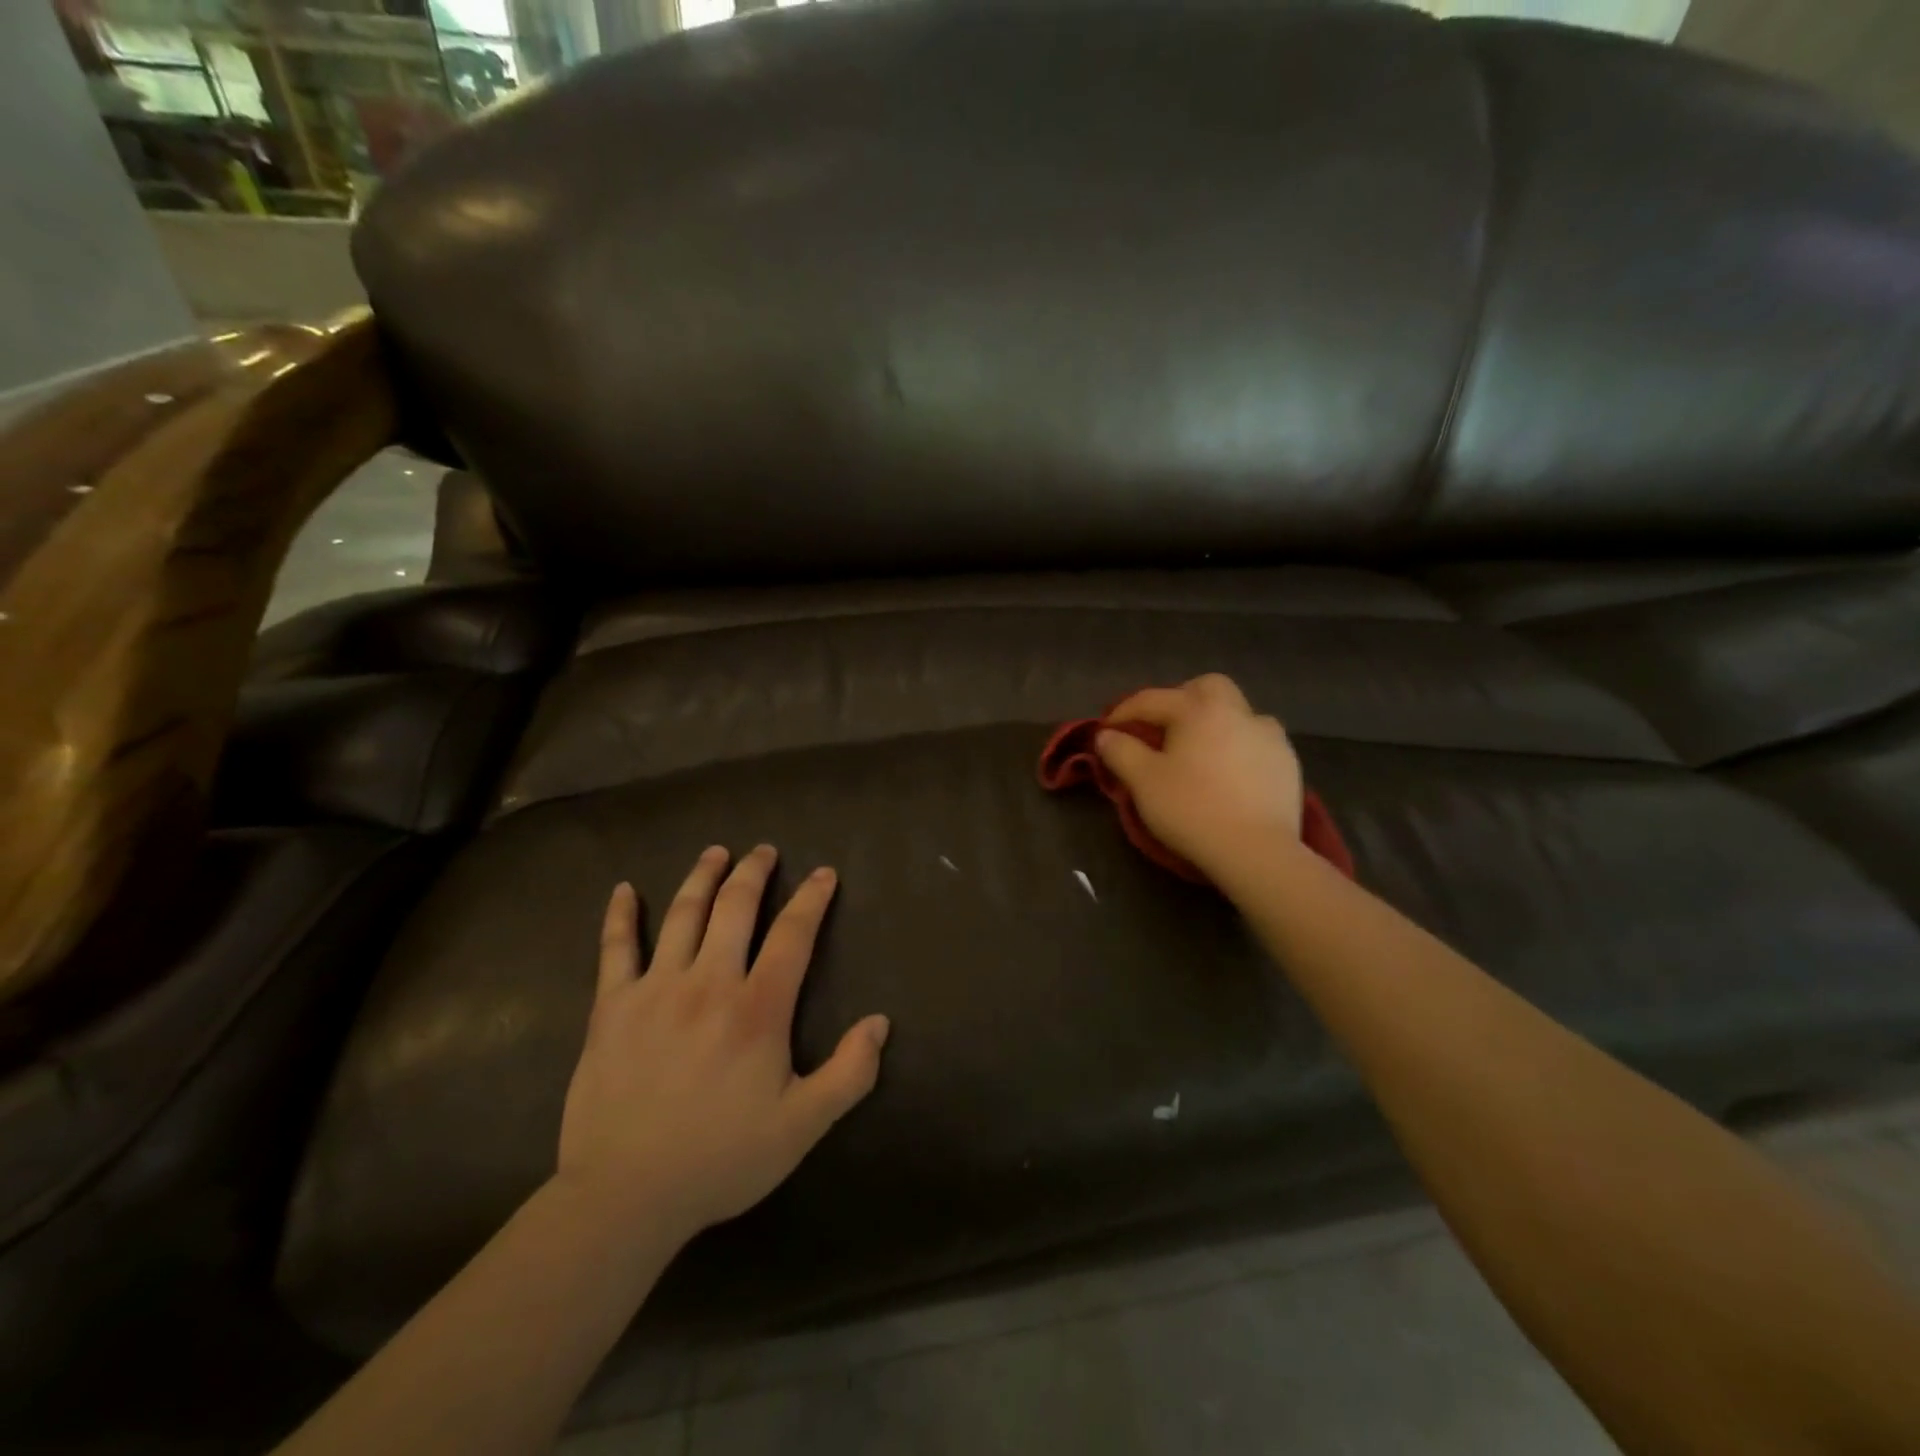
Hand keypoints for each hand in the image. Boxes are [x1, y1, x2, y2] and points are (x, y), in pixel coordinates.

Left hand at [556, 845, 889, 1243]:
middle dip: (754, 873)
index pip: (793, 934)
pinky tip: (623, 890)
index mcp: (757, 1008)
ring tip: (716, 852)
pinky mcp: (611, 1007)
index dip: (812, 899)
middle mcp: (709, 982)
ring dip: (701, 877)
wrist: (625, 1197)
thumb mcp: (802, 1127)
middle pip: (735, 908)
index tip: (824, 874)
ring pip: (682, 915)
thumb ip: (849, 1073)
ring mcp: (655, 989)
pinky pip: (615, 949)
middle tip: (764, 851)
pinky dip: (620, 915)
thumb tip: (881, 1022)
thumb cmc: (721, 1159)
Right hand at [1096, 674, 1304, 880]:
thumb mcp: (1143, 781)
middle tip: (1161, 727)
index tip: (1106, 731)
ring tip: (1199, 751)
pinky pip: (1256, 742)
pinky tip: (1229, 773)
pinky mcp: (1288, 763)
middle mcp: (1237, 712)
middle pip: (1206, 688)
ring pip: (1237, 713)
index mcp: (1198, 710)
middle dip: (1180, 699)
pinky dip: (1238, 747)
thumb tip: (1106, 735)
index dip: (1123, 712)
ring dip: (1215, 722)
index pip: (1152, 700)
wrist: (1256, 850)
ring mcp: (1269, 736)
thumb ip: (1120, 751)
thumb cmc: (1191, 809)